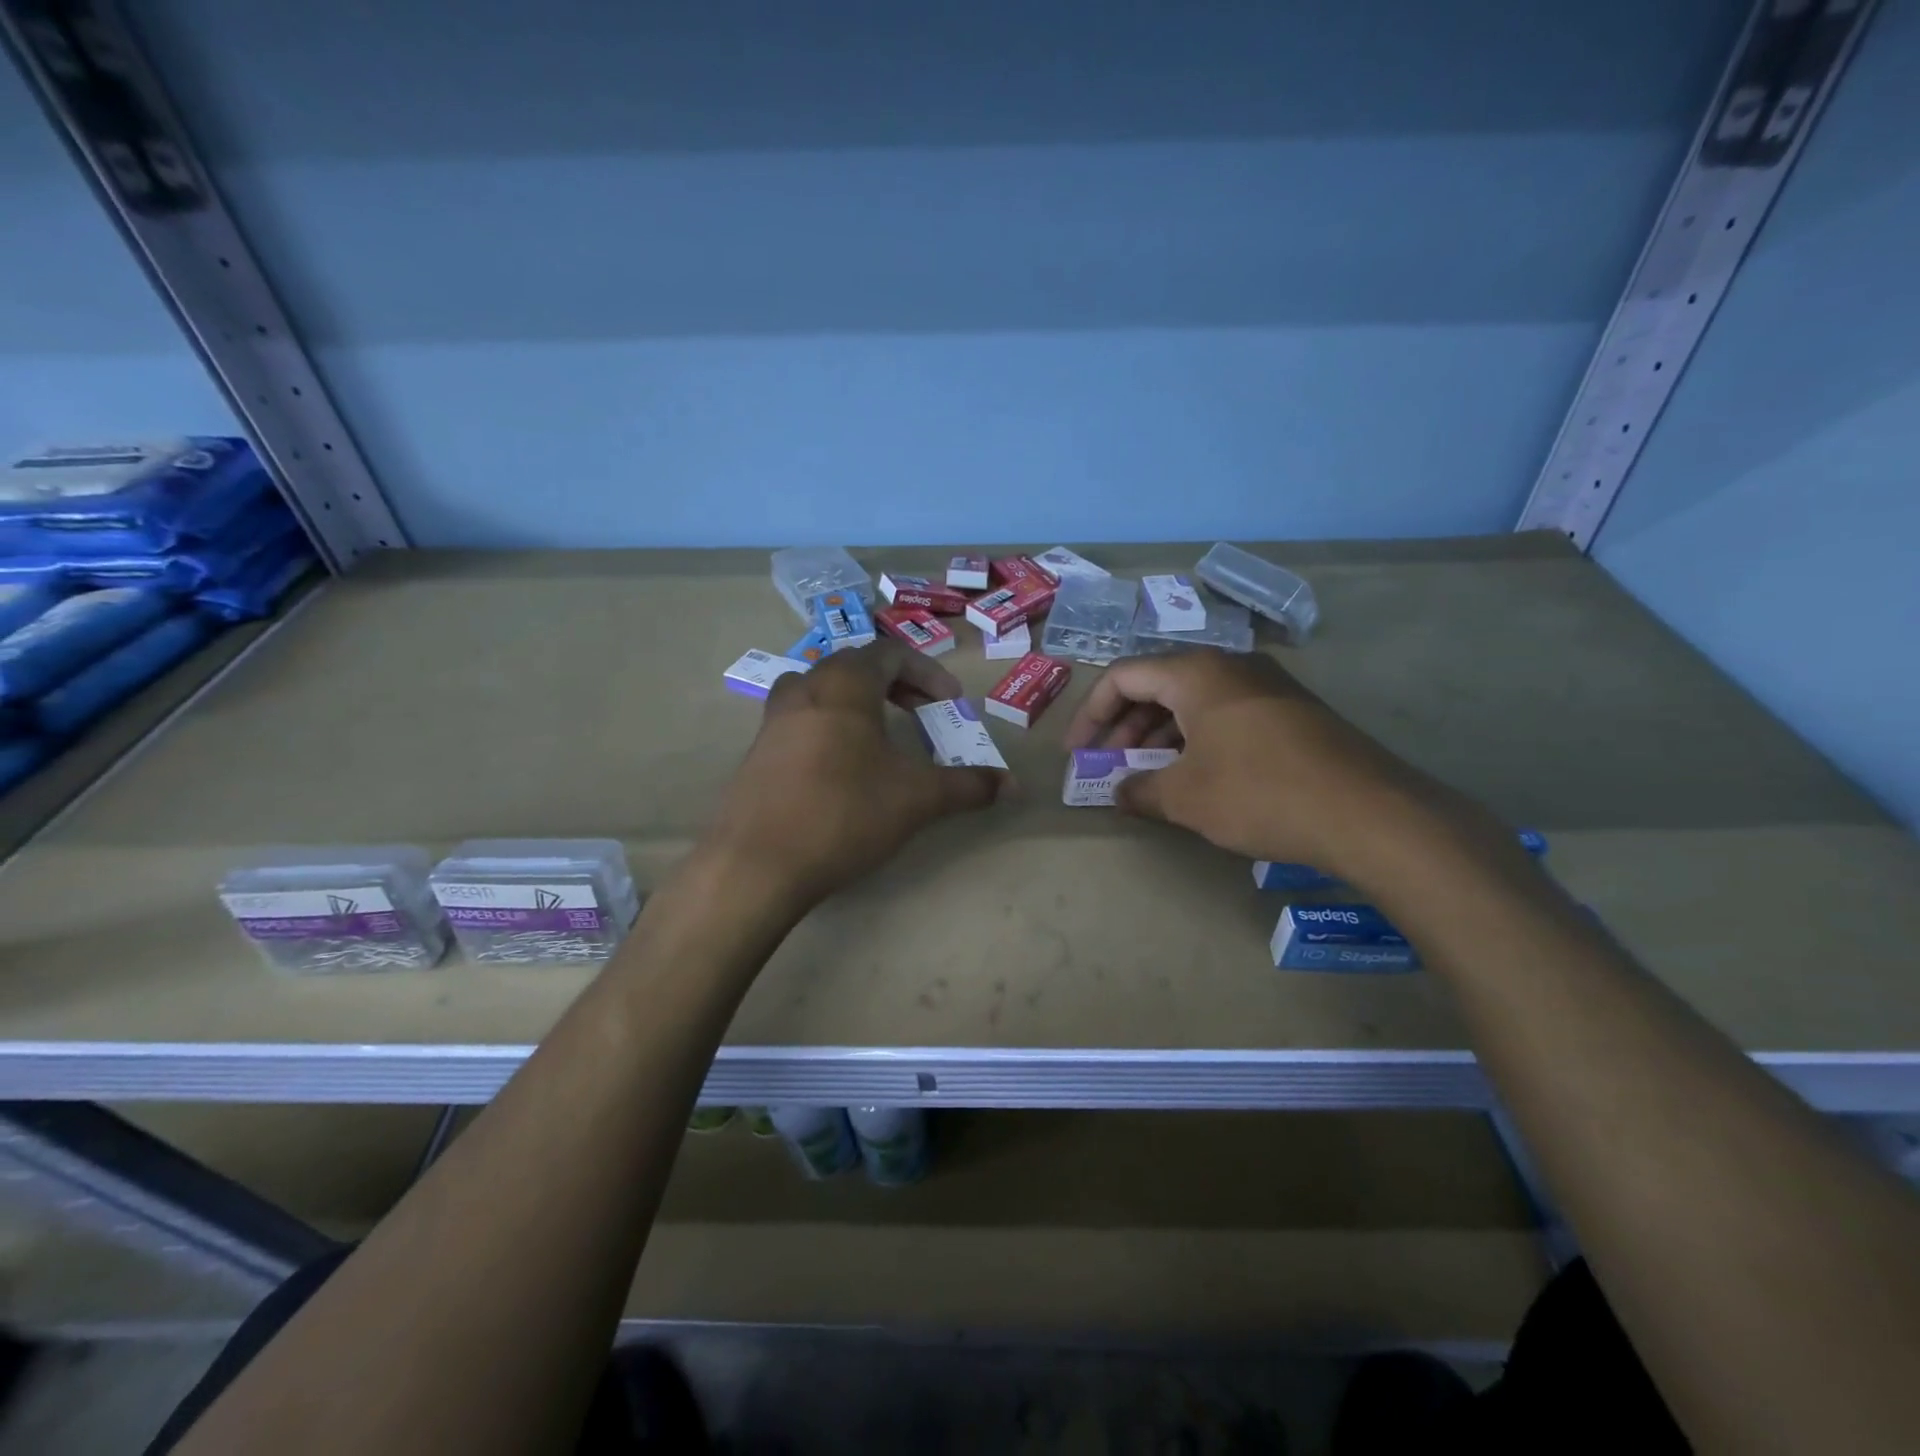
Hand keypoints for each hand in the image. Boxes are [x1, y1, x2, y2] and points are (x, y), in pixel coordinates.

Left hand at [703, 640, 1006, 906]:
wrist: (756, 864)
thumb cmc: (844, 813)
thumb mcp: (917, 799)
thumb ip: (968, 786)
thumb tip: (1013, 785)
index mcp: (843, 684)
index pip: (890, 653)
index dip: (927, 672)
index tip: (950, 701)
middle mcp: (803, 688)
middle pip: (855, 666)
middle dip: (895, 684)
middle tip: (921, 712)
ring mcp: (773, 720)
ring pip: (822, 691)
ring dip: (858, 703)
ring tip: (881, 734)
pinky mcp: (757, 753)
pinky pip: (801, 721)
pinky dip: (831, 727)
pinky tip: (842, 768)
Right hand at [1064, 650, 1473, 872]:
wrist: (1369, 813)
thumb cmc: (1260, 794)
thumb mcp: (1186, 797)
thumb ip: (1140, 789)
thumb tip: (1119, 791)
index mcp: (1197, 673)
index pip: (1123, 676)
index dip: (1091, 713)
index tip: (1078, 752)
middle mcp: (1231, 666)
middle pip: (1158, 684)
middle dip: (1125, 725)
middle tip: (1111, 765)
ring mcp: (1267, 686)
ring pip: (1194, 700)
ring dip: (1161, 734)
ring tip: (1150, 775)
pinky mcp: (1292, 711)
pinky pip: (1226, 713)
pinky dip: (1197, 738)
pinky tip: (1197, 775)